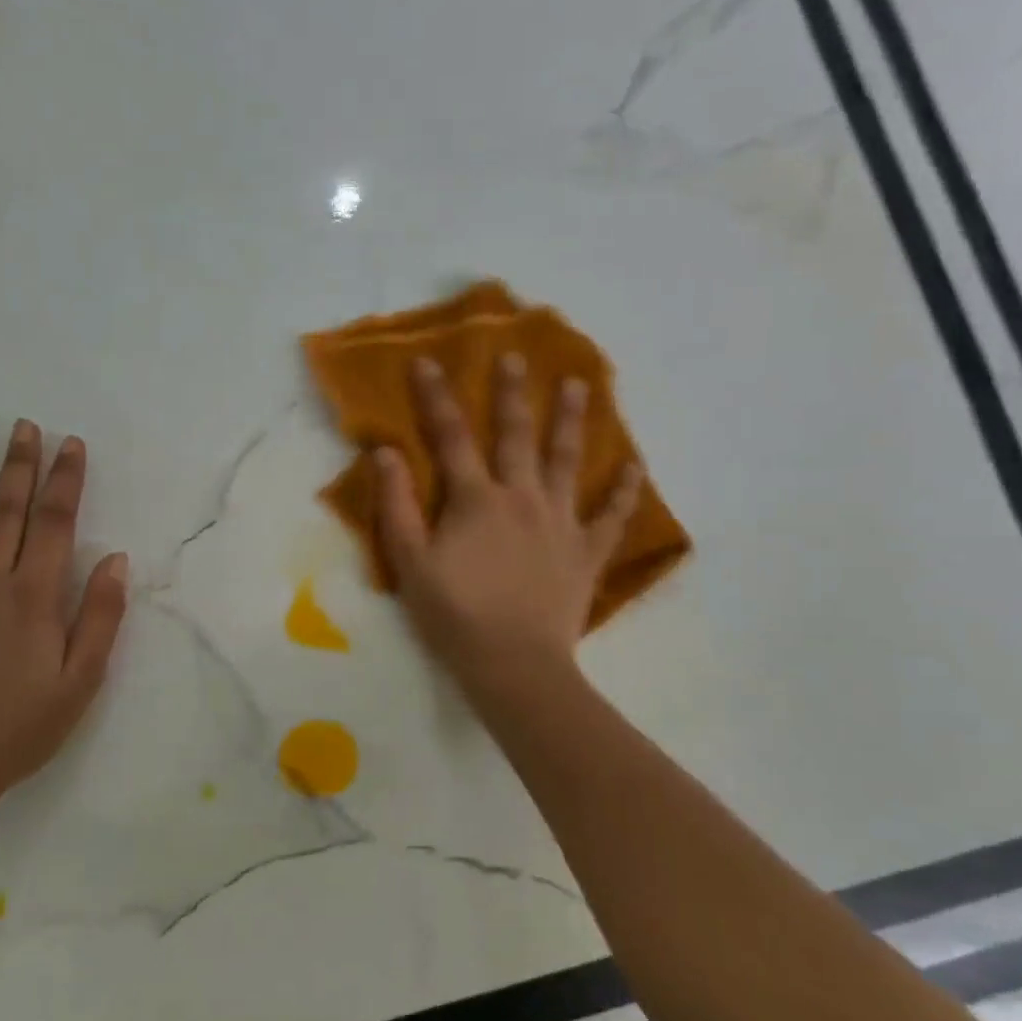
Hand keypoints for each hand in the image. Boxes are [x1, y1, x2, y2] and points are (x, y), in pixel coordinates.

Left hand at [0, 421, 128, 792]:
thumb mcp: (82, 679)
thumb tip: (116, 561)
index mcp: (33, 595)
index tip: (71, 445)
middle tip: (23, 426)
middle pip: (5, 512)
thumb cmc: (21, 726)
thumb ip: (100, 616)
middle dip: (18, 466)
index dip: (65, 480)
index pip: (55, 523)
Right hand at [377, 354, 641, 694]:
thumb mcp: (411, 563)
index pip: (452, 437)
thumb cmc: (455, 615)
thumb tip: (386, 452)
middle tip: (516, 356)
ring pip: (567, 461)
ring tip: (580, 386)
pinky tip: (636, 466)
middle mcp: (522, 498)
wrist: (514, 664)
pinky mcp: (586, 552)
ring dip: (572, 421)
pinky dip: (624, 490)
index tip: (428, 361)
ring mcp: (560, 522)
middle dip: (513, 393)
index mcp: (476, 500)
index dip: (436, 398)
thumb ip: (397, 506)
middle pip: (517, 435)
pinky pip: (611, 516)